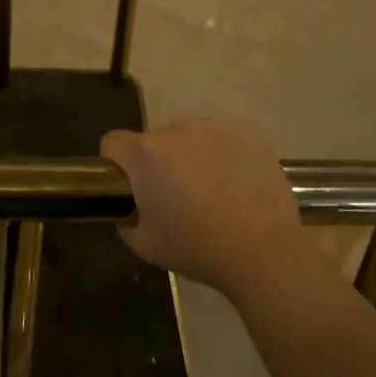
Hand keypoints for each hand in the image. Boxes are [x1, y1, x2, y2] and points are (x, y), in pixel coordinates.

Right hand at [100, 119, 312, 298]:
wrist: (263, 248)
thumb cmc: (197, 247)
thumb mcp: (146, 245)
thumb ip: (127, 221)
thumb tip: (131, 210)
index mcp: (146, 154)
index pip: (112, 143)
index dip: (115, 164)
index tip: (130, 188)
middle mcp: (176, 129)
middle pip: (154, 141)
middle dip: (159, 164)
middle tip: (176, 199)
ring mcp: (213, 127)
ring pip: (189, 139)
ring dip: (191, 158)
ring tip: (211, 193)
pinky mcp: (244, 134)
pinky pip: (221, 140)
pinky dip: (221, 157)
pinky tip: (236, 187)